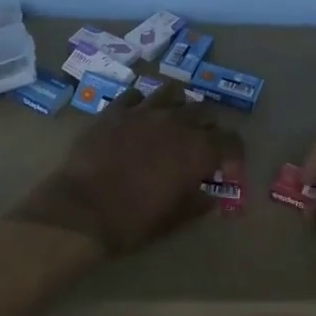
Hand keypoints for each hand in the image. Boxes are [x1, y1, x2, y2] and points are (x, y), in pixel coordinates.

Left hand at [10, 84, 246, 255]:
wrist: (81, 210)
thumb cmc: (133, 221)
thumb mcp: (174, 219)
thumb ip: (198, 202)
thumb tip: (210, 195)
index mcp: (197, 150)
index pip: (231, 140)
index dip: (234, 153)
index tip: (227, 167)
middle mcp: (176, 123)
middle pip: (203, 112)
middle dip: (206, 128)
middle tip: (198, 146)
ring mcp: (143, 112)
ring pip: (172, 94)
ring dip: (178, 107)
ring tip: (172, 122)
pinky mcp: (114, 111)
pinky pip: (135, 96)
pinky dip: (142, 105)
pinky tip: (138, 118)